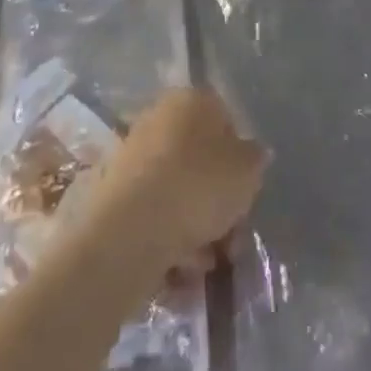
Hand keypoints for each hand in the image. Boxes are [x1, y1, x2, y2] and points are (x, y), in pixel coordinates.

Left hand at [83, 87, 266, 276]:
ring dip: (196, 228)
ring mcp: (134, 154)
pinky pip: (154, 214)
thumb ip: (255, 159)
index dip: (240, 159)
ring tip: (204, 264)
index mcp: (191, 100)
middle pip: (200, 160)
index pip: (225, 120)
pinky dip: (168, 239)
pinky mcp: (115, 193)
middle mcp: (160, 117)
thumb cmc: (198, 185)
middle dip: (217, 202)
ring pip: (178, 191)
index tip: (245, 193)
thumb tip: (252, 155)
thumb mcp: (247, 171)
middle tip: (231, 239)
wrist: (130, 229)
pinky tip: (179, 270)